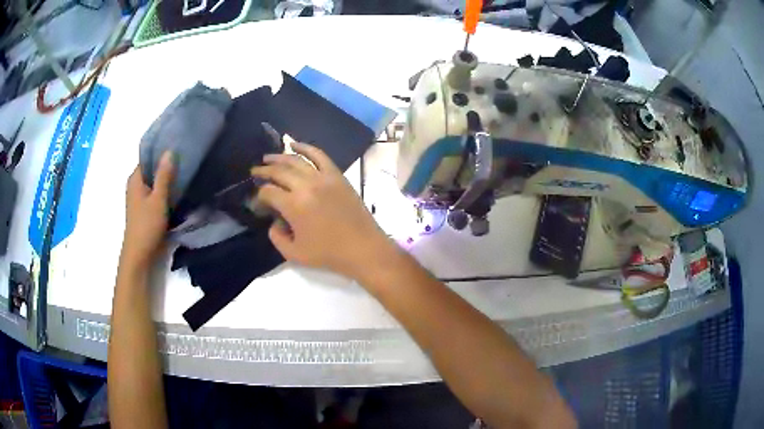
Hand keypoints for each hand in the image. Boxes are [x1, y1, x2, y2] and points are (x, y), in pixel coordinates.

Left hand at [120, 151, 174, 271]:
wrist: (139, 255)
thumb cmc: (147, 225)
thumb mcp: (158, 198)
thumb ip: (164, 175)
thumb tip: (170, 150)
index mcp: (135, 179)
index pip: (148, 157)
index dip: (162, 152)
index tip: (179, 147)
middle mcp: (135, 186)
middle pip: (152, 170)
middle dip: (166, 166)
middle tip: (185, 160)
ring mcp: (139, 199)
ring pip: (155, 183)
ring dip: (167, 180)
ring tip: (185, 173)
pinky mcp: (145, 210)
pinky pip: (156, 194)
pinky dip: (165, 192)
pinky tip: (178, 192)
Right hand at [251, 142, 390, 279]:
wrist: (363, 247)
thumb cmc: (328, 254)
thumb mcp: (294, 254)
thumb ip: (276, 237)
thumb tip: (274, 222)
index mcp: (294, 205)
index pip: (268, 192)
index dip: (258, 197)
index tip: (256, 203)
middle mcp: (306, 185)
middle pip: (278, 171)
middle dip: (263, 171)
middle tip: (254, 173)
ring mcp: (323, 177)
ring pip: (296, 160)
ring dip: (279, 157)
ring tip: (267, 158)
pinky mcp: (336, 175)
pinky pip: (319, 155)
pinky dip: (305, 147)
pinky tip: (294, 145)